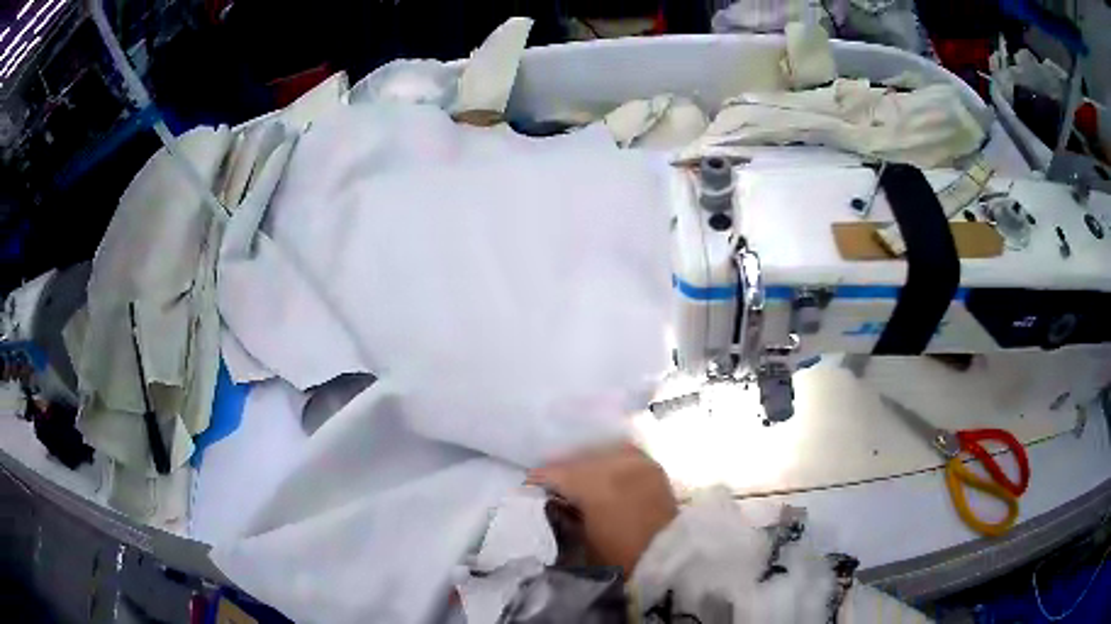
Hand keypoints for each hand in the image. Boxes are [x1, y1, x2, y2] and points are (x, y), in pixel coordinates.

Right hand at [529, 444, 677, 576]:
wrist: (669, 558)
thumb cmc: (621, 556)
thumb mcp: (582, 539)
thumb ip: (565, 514)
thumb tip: (554, 500)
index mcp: (593, 483)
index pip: (556, 472)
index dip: (539, 478)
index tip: (528, 485)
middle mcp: (615, 463)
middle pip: (578, 457)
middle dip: (562, 468)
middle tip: (550, 481)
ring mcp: (637, 461)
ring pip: (601, 451)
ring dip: (587, 461)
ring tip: (577, 475)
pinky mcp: (652, 465)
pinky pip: (623, 452)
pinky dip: (610, 459)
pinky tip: (603, 470)